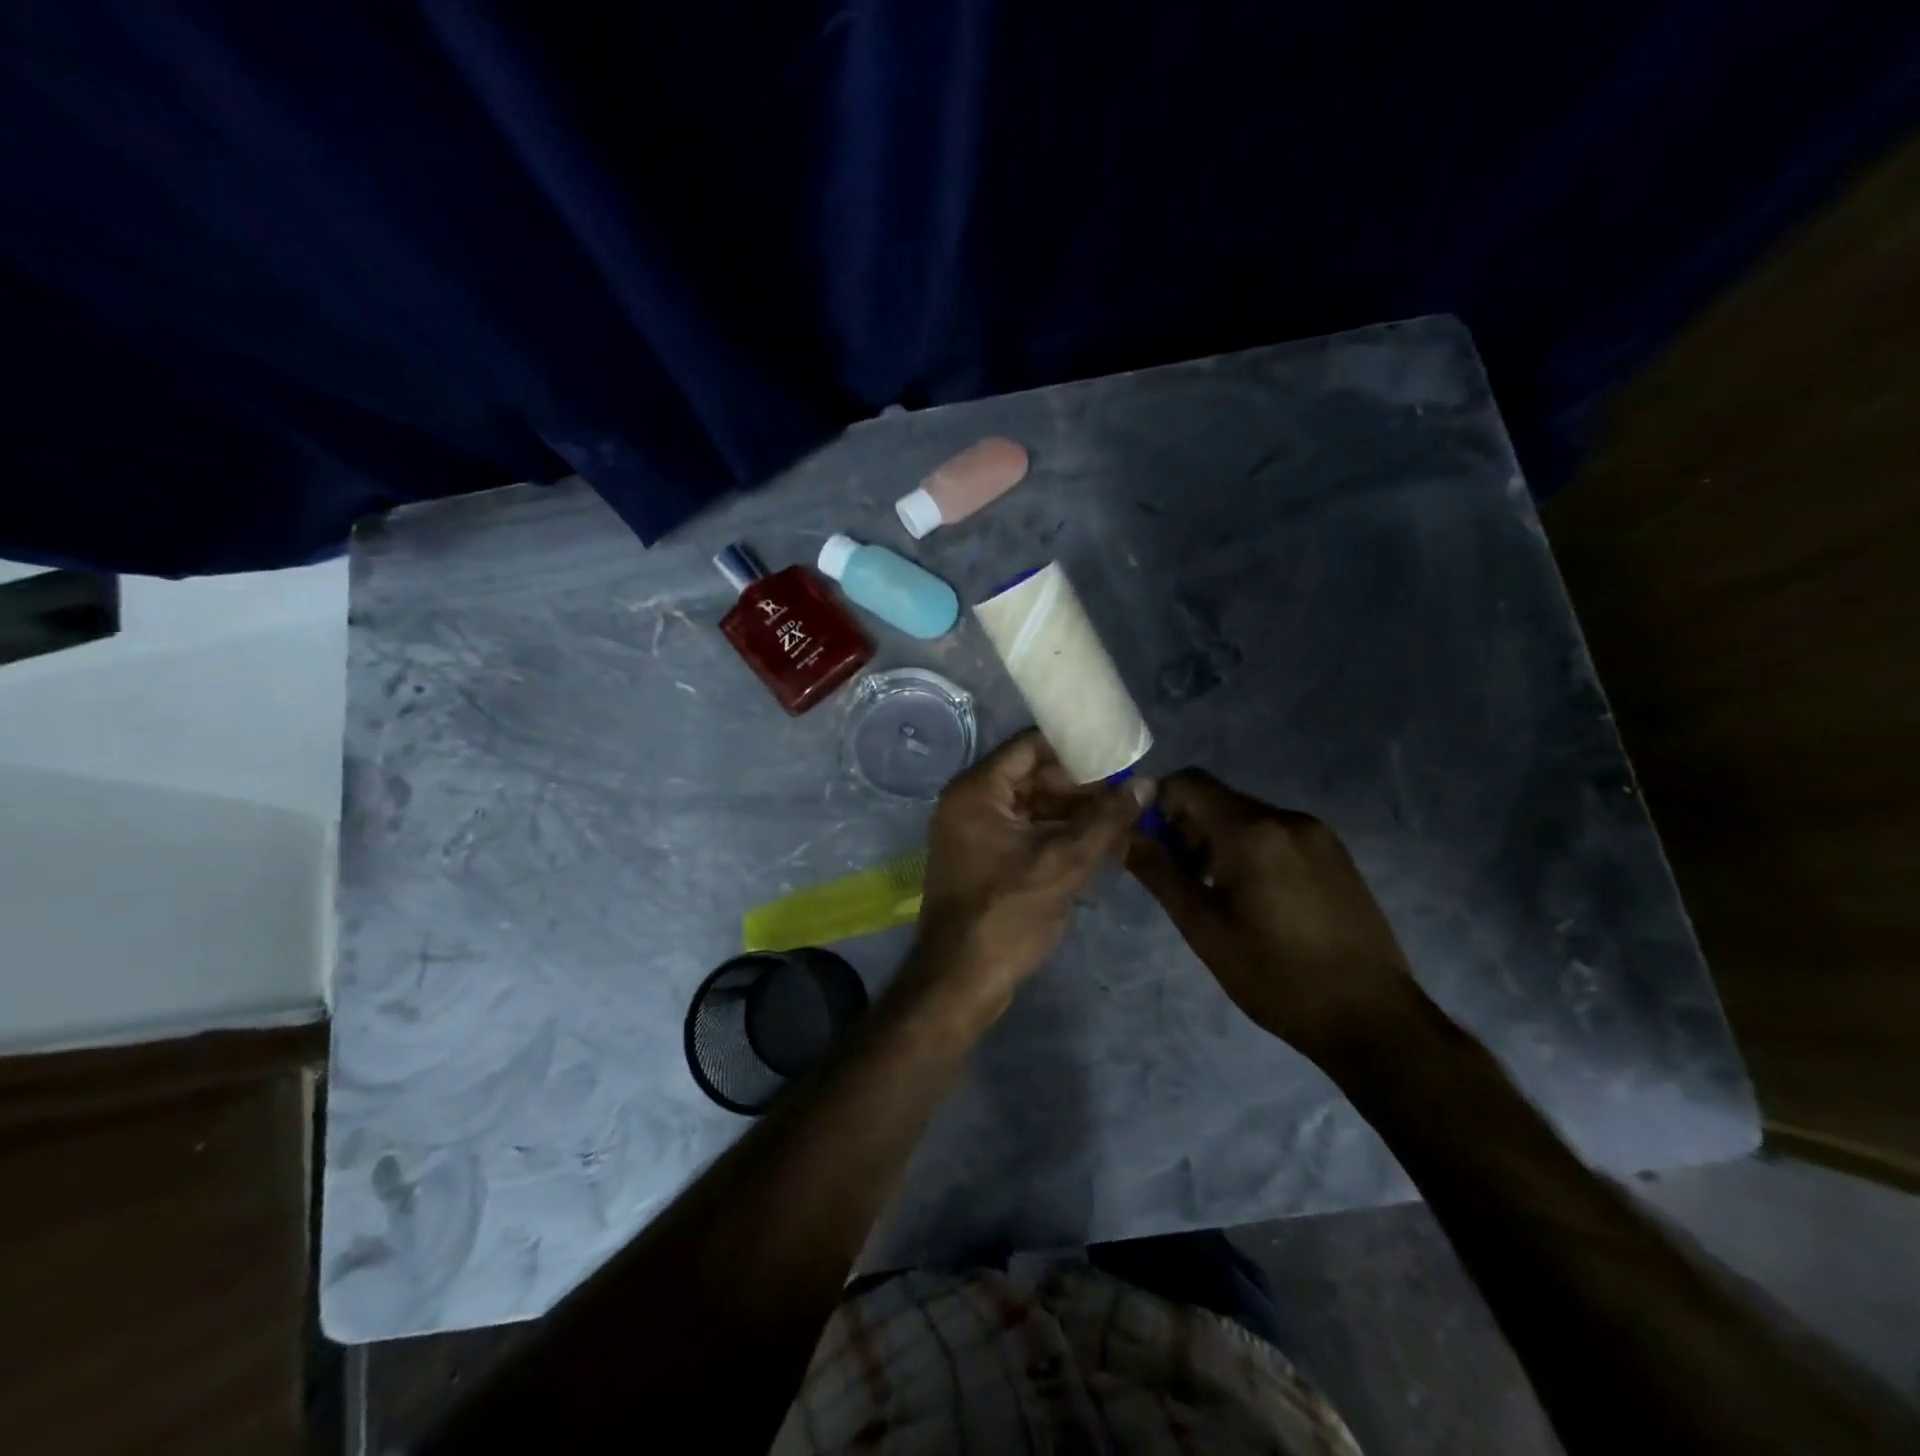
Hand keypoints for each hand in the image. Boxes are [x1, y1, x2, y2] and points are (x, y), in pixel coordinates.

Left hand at [912, 729, 1152, 1015]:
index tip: (1117, 754)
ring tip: (1122, 821)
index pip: (1030, 746)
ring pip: (1032, 808)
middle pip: (1033, 777)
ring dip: (1073, 815)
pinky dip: (1057, 837)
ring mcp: (973, 834)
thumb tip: (1148, 783)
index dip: (1075, 748)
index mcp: (977, 790)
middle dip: (1081, 787)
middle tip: (1127, 794)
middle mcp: (969, 803)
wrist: (960, 981)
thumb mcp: (1065, 862)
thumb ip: (1107, 820)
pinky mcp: (983, 861)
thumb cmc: (1007, 913)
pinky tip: (1098, 847)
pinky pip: (1024, 834)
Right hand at [1125, 769, 1427, 1067]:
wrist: (1372, 1018)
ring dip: (1218, 841)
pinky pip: (1277, 834)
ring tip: (1214, 893)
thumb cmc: (1276, 976)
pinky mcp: (1336, 854)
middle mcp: (1287, 818)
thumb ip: (1160, 873)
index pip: (1189, 783)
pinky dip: (1251, 850)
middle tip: (1178, 877)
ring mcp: (1318, 835)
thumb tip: (1125, 836)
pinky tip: (1255, 899)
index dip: (1158, 804)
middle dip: (1187, 827)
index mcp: (1253, 831)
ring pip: (1248, 818)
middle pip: (1219, 800)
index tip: (1149, 844)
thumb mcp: (1204, 928)